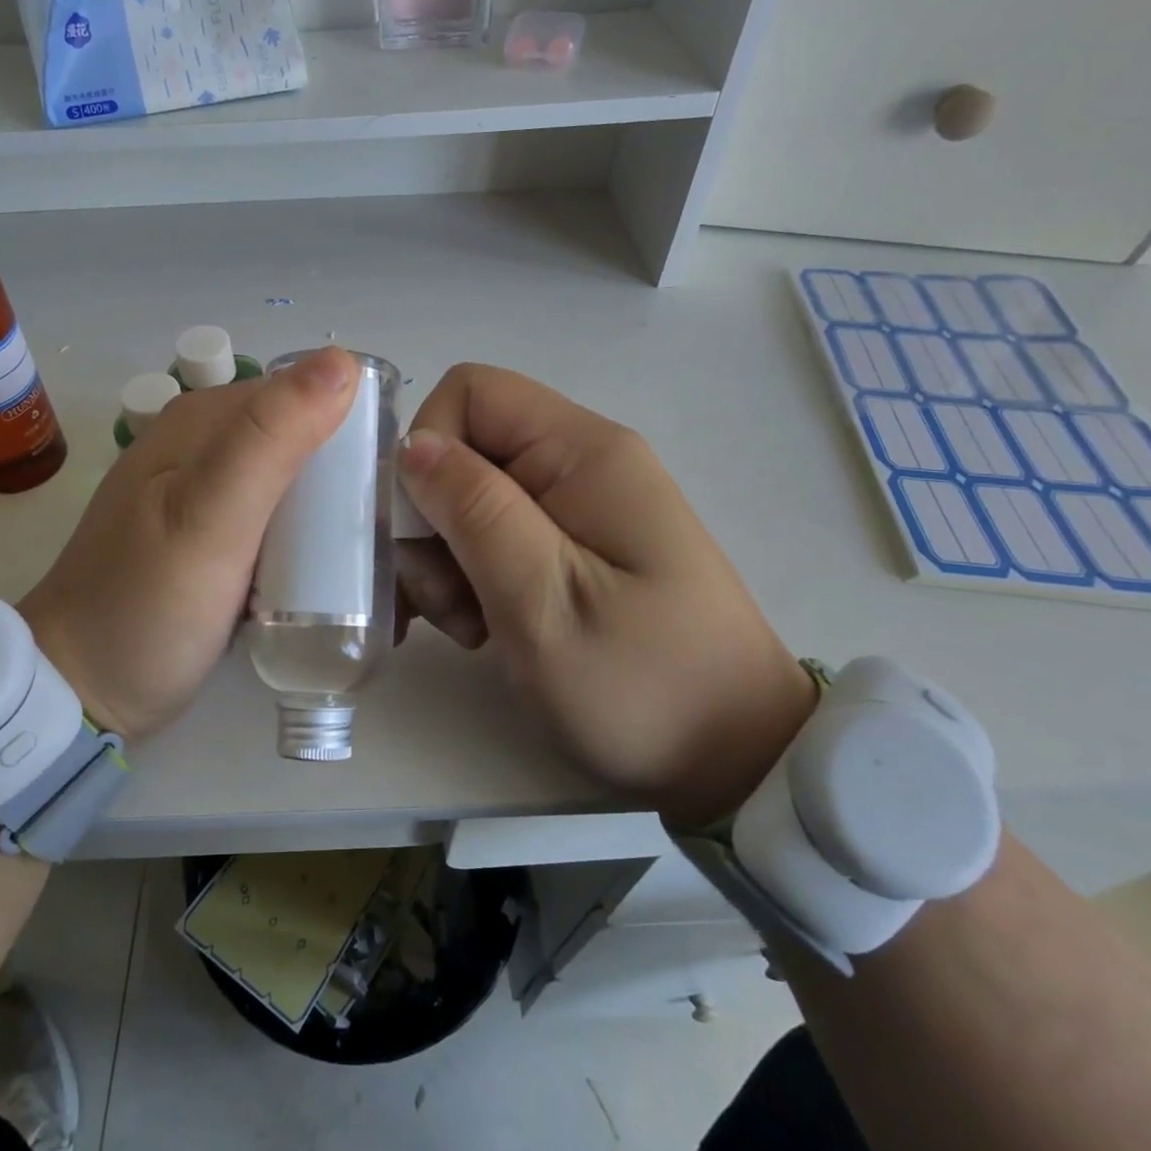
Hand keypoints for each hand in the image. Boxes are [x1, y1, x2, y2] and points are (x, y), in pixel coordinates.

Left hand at [18, 349, 358, 745]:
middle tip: (383, 533)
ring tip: (366, 556)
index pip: (304, 394)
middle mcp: (206, 445)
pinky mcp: (215, 537)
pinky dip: (306, 538)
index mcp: (203, 420)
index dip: (355, 428)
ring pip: (295, 483)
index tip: (393, 485)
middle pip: (303, 440)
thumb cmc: (145, 605)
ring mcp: (208, 494)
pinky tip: (325, 570)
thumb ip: (272, 439)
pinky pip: (278, 521)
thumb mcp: (211, 517)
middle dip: (348, 477)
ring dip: (332, 512)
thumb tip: (343, 362)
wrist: (80, 690)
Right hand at [395, 364, 816, 826]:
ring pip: (468, 498)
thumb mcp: (544, 600)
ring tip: (470, 628)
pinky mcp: (571, 547)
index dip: (428, 448)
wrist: (735, 758)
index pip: (471, 392)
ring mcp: (576, 506)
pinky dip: (469, 577)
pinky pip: (494, 535)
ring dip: (446, 559)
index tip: (423, 531)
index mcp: (583, 452)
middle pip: (465, 450)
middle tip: (445, 602)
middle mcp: (579, 463)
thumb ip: (476, 511)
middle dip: (433, 521)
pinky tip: (480, 628)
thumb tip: (414, 446)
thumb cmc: (642, 682)